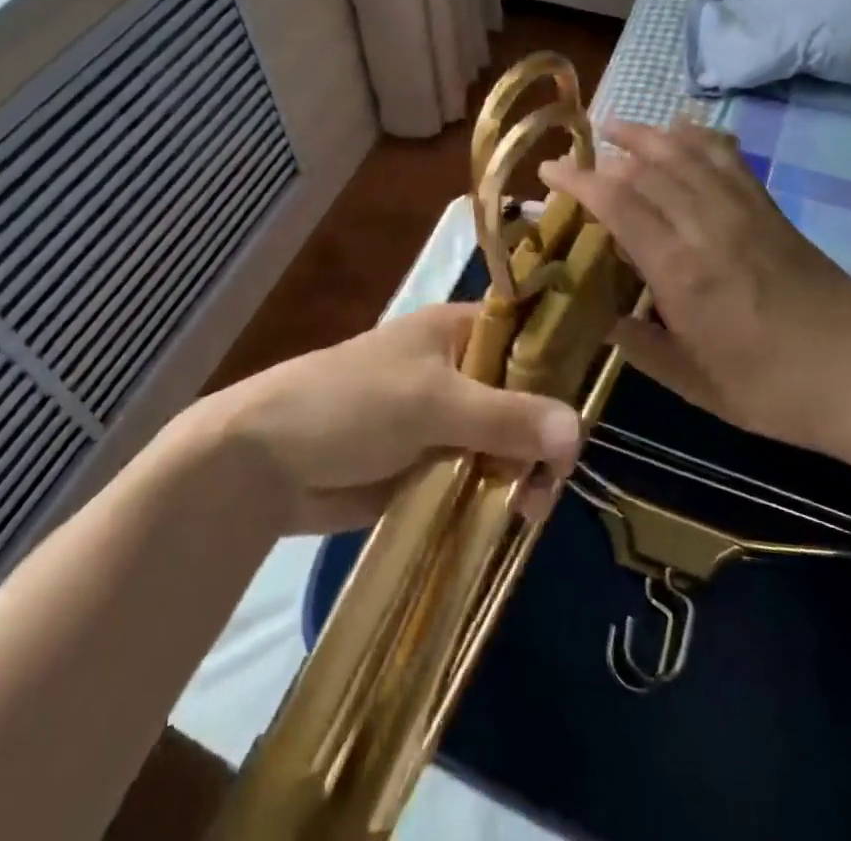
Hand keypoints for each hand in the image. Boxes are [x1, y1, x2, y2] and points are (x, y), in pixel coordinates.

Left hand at [194, 305, 582, 533]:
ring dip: (521, 472)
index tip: (585, 414)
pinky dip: (495, 493)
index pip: (528, 336)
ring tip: (526, 511)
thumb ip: (507, 417)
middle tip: (550, 482)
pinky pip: (478, 473)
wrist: (265, 461)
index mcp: (458, 330)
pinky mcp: (429, 463)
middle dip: (542, 436)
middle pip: (524, 396)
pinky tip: (510, 518)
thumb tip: (579, 431)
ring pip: (505, 440)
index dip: (560, 367)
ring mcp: (444, 418)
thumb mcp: (433, 403)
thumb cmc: (351, 404)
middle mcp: (459, 369)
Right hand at [541, 120, 850, 464]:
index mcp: (681, 271)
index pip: (618, 203)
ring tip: (618, 127)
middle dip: (607, 152)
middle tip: (578, 152)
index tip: (550, 171)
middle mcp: (708, 226)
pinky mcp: (771, 209)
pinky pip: (729, 158)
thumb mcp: (696, 384)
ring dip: (648, 134)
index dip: (579, 180)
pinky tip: (685, 129)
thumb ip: (642, 347)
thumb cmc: (774, 390)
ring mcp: (744, 211)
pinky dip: (701, 137)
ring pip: (687, 153)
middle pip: (649, 167)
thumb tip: (603, 320)